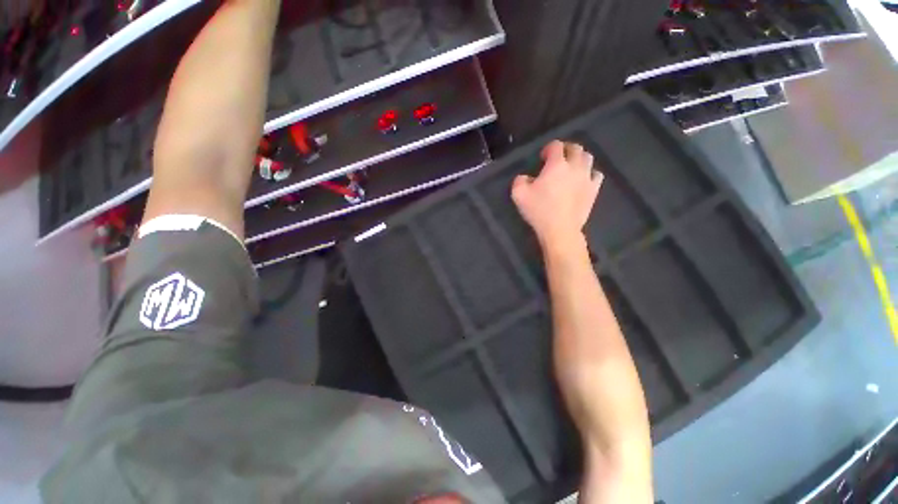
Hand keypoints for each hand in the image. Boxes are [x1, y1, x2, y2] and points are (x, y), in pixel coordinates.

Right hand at [511, 140, 602, 249]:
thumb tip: (525, 177)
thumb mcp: (518, 194)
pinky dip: (589, 172)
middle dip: (566, 149)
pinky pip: (596, 174)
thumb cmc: (539, 211)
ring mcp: (587, 177)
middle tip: (557, 158)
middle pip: (575, 148)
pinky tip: (583, 179)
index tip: (542, 158)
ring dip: (579, 158)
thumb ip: (519, 180)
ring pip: (588, 158)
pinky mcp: (594, 190)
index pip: (556, 146)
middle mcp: (574, 166)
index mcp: (556, 165)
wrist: (560, 229)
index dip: (548, 148)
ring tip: (571, 166)